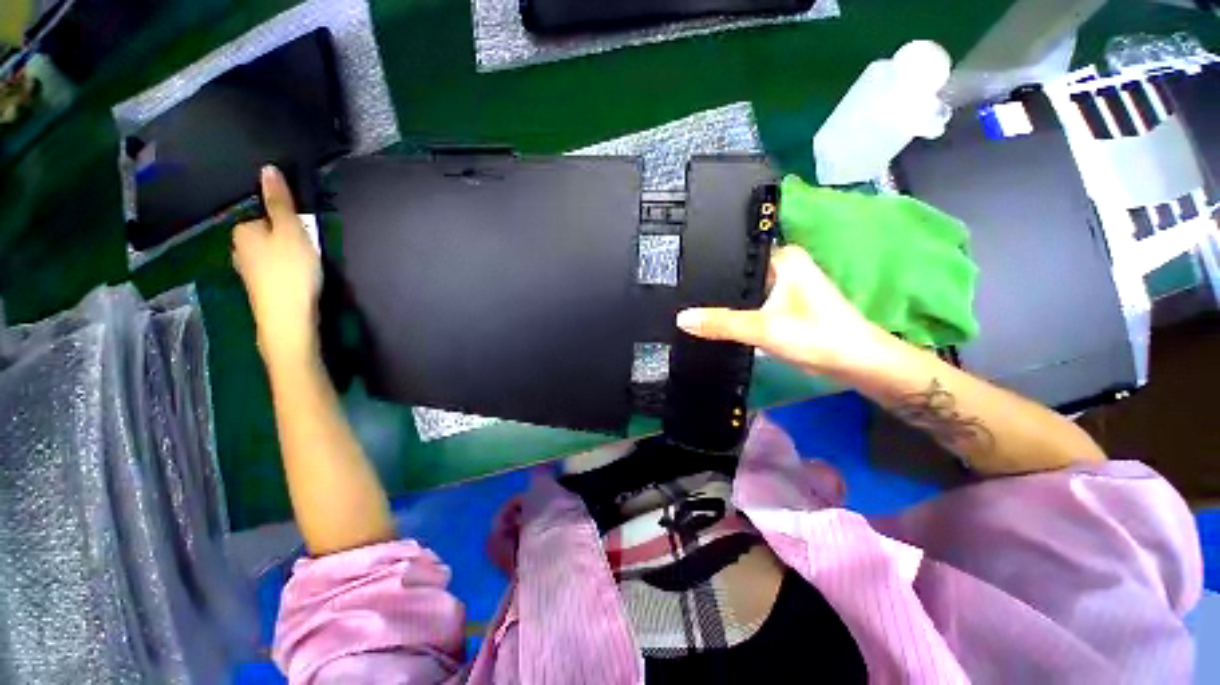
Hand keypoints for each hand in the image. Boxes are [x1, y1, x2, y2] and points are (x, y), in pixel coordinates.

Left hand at [232, 165, 322, 365]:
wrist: (287, 318)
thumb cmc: (290, 271)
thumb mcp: (291, 231)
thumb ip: (280, 202)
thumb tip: (267, 168)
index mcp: (242, 231)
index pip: (266, 216)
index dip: (289, 224)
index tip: (306, 236)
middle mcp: (238, 249)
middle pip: (268, 236)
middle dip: (288, 240)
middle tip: (310, 253)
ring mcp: (247, 272)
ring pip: (271, 255)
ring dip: (289, 258)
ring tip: (307, 269)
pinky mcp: (260, 290)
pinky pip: (274, 271)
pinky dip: (287, 273)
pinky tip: (299, 282)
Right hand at [676, 245, 892, 378]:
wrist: (854, 364)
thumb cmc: (817, 338)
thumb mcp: (763, 328)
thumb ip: (721, 324)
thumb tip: (682, 319)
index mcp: (782, 258)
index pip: (735, 252)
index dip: (707, 262)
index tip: (678, 270)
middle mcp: (781, 266)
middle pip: (735, 272)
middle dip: (711, 284)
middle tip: (678, 292)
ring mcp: (782, 287)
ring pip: (741, 290)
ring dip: (722, 300)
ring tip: (688, 304)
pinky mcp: (781, 306)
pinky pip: (748, 304)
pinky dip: (733, 312)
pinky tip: (712, 319)